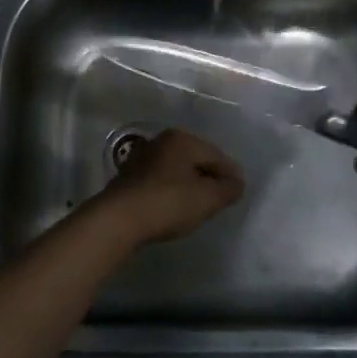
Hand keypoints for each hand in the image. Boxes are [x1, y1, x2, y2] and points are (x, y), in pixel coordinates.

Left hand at [94, 128, 244, 243]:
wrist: (118, 218)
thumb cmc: (168, 203)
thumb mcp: (207, 199)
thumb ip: (228, 189)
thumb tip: (237, 183)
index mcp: (183, 139)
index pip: (217, 156)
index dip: (231, 175)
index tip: (237, 194)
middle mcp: (163, 141)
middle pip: (197, 159)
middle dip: (210, 178)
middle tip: (219, 200)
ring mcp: (143, 156)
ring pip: (178, 169)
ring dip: (190, 184)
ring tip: (198, 206)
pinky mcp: (130, 176)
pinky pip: (161, 180)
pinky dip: (172, 190)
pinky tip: (173, 207)